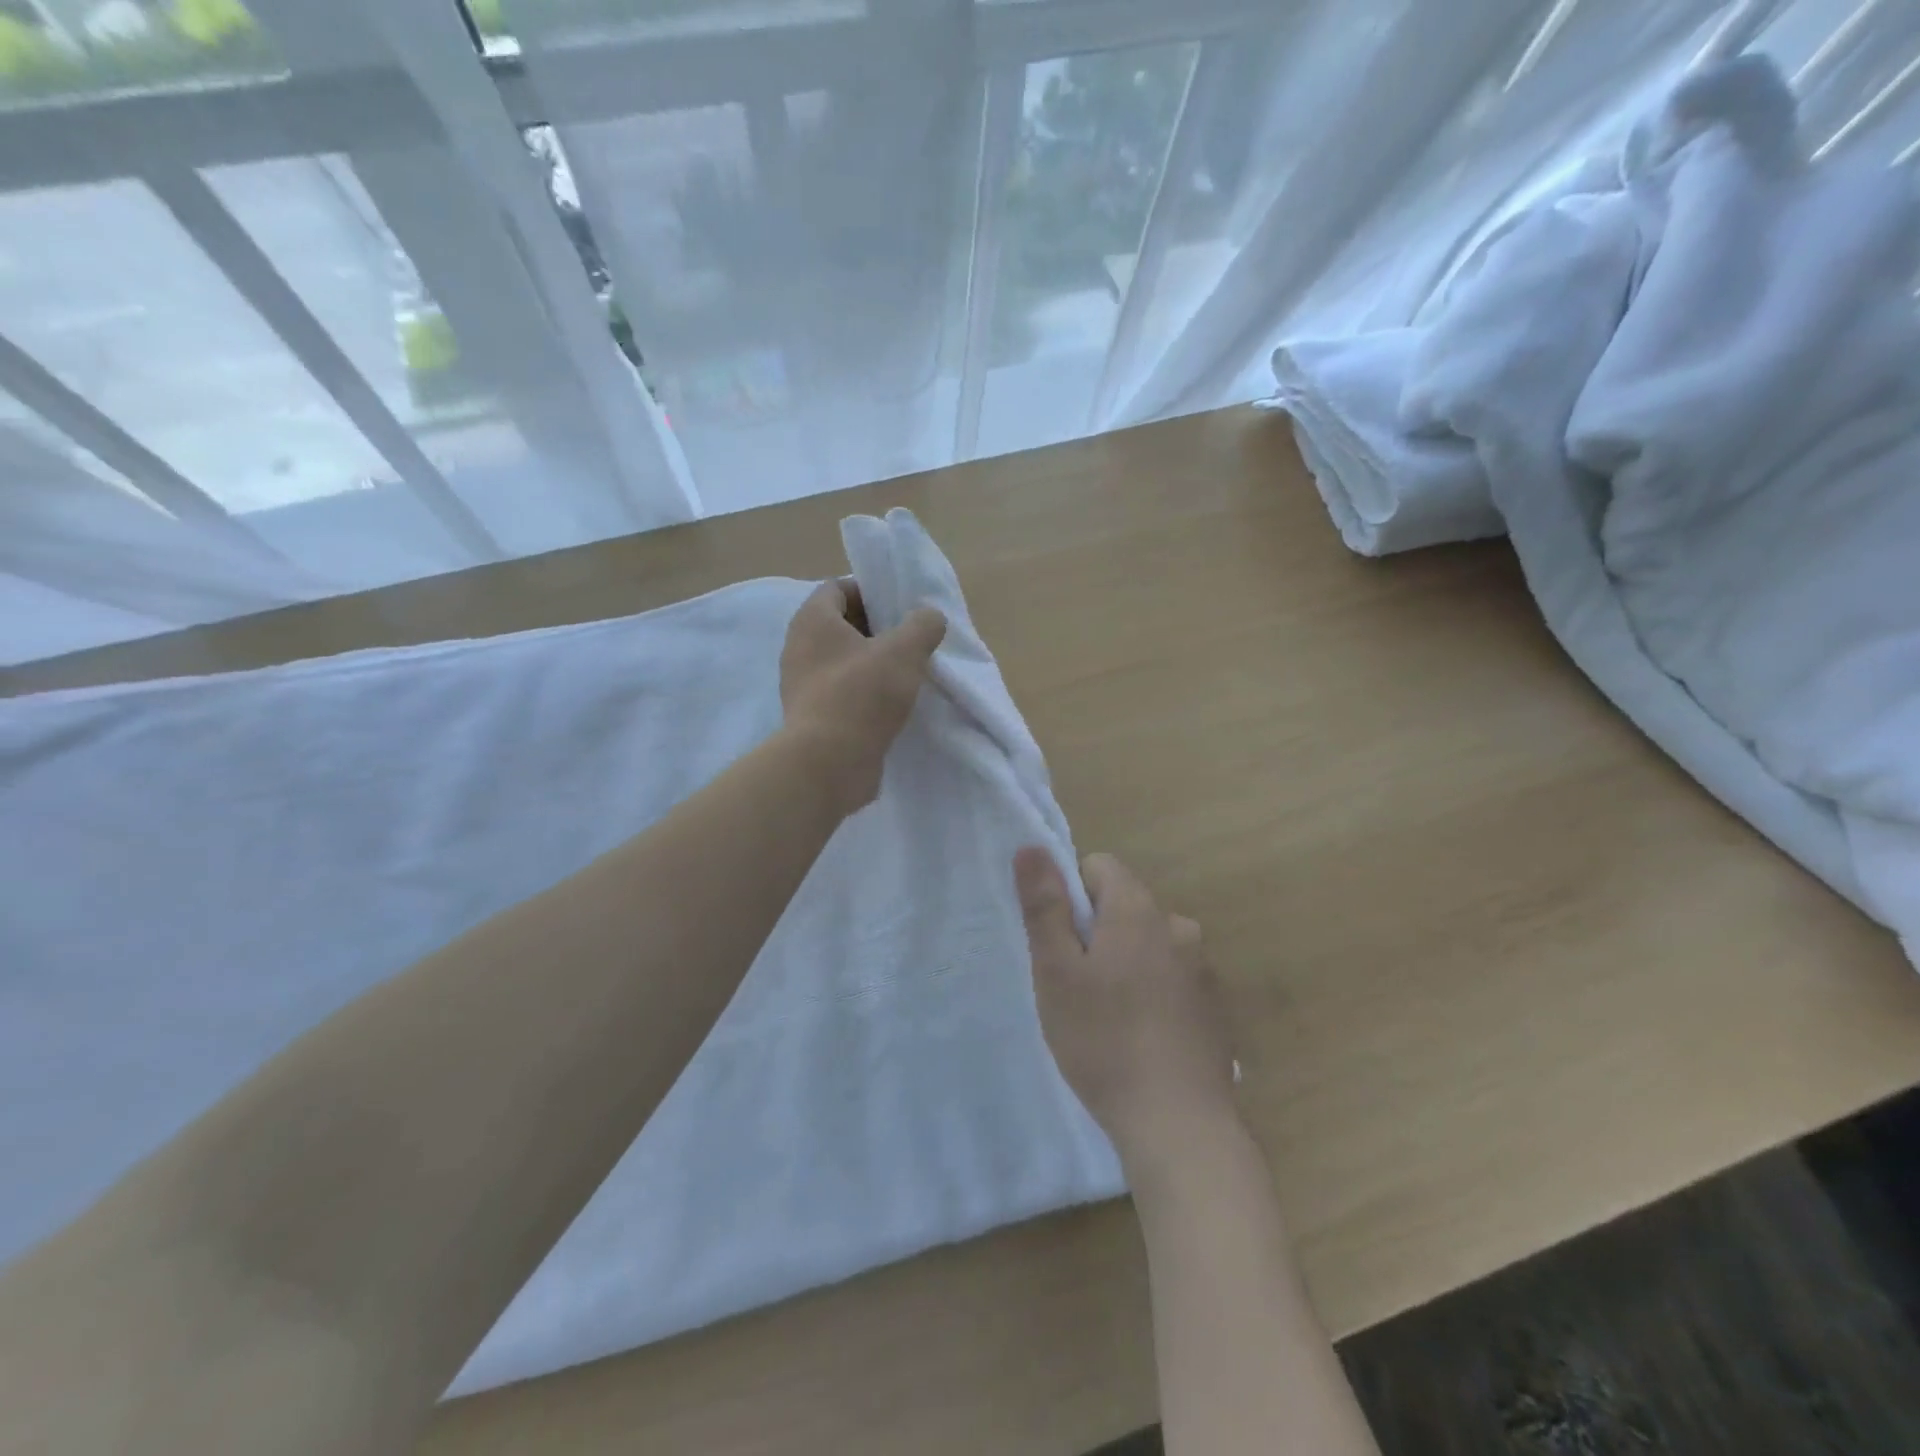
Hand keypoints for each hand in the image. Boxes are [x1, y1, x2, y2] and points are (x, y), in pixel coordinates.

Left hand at [780, 579, 946, 812]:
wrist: (829, 764)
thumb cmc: (862, 695)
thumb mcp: (904, 651)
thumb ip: (923, 625)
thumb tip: (929, 618)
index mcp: (812, 620)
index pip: (838, 588)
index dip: (870, 592)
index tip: (900, 609)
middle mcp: (799, 647)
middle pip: (840, 625)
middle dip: (876, 629)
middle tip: (909, 641)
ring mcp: (801, 685)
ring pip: (842, 661)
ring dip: (871, 663)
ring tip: (905, 674)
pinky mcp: (810, 716)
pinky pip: (840, 691)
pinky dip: (863, 692)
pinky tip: (889, 705)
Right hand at [1016, 849, 1238, 1171]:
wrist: (1179, 1125)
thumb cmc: (1104, 1040)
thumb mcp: (1057, 971)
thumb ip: (1044, 905)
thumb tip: (1031, 846)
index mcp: (1139, 910)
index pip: (1099, 866)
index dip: (1071, 896)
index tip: (1060, 944)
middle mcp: (1179, 927)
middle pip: (1125, 907)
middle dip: (1096, 934)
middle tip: (1076, 988)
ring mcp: (1203, 968)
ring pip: (1149, 945)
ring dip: (1126, 964)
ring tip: (1108, 1020)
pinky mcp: (1216, 1008)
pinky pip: (1172, 978)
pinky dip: (1153, 993)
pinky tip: (1143, 1039)